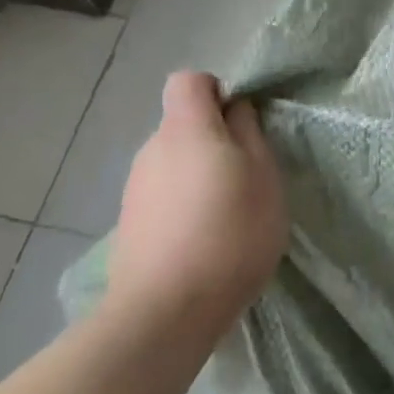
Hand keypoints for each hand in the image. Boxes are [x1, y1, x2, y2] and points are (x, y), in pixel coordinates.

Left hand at [106, 72, 287, 343]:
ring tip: (228, 215)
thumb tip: (236, 112)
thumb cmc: (230, 234)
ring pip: (174, 162)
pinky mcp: (130, 223)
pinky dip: (184, 205)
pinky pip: (164, 195)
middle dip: (215, 140)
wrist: (165, 311)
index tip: (242, 123)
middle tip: (248, 177)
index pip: (189, 81)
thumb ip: (250, 135)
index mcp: (186, 130)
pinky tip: (203, 240)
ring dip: (200, 175)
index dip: (217, 92)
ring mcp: (135, 188)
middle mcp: (153, 149)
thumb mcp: (264, 178)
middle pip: (183, 125)